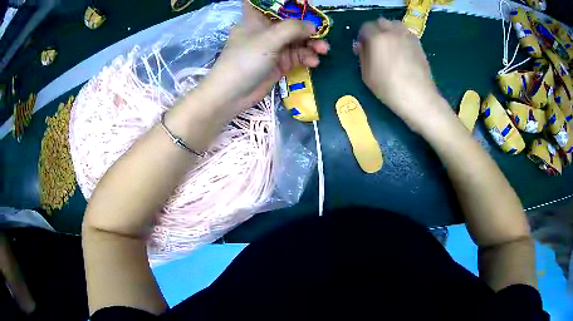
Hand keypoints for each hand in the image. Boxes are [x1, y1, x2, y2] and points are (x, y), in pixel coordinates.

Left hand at [199, 1, 328, 118]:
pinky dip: (306, 58)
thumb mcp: (268, 39)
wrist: (232, 94)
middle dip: (308, 28)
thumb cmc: (245, 60)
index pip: (269, 4)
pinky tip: (313, 62)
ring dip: (311, 44)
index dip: (286, 4)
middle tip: (322, 34)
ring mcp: (273, 47)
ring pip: (297, 40)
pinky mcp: (279, 63)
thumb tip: (313, 26)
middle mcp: (266, 30)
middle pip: (291, 23)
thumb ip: (293, 29)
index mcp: (257, 19)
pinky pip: (297, 56)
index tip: (303, 5)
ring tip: (323, 50)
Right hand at [355, 18, 449, 130]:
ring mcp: (407, 37)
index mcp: (377, 38)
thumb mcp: (367, 75)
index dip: (362, 36)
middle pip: (381, 22)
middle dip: (376, 30)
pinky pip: (406, 33)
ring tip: (390, 44)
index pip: (365, 27)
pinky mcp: (418, 44)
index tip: (362, 46)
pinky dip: (401, 36)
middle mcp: (393, 32)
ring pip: (395, 24)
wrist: (419, 97)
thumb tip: (360, 45)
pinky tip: (401, 49)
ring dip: (389, 30)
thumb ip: (362, 56)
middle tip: (375, 44)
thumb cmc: (389, 88)